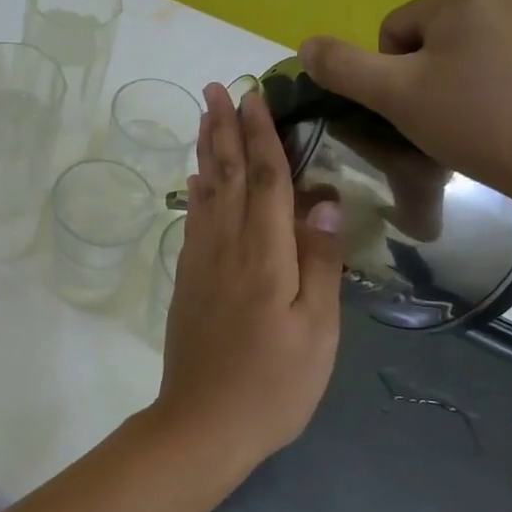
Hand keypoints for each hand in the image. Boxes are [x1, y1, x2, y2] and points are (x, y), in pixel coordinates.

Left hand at [154, 84, 343, 466]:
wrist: (202, 423)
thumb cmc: (273, 384)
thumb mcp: (317, 330)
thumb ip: (319, 261)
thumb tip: (323, 199)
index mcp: (264, 254)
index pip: (266, 179)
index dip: (261, 134)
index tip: (253, 95)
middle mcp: (226, 246)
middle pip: (228, 175)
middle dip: (223, 128)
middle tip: (215, 88)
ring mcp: (200, 261)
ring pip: (205, 192)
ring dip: (206, 150)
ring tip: (204, 118)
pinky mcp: (187, 279)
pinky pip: (193, 220)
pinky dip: (195, 192)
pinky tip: (195, 180)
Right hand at [299, 0, 511, 213]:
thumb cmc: (476, 123)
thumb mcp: (395, 96)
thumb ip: (343, 67)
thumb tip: (306, 45)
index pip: (395, 31)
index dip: (393, 76)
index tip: (416, 109)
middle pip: (435, 38)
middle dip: (430, 76)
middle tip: (444, 119)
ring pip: (474, 51)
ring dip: (464, 81)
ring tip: (479, 123)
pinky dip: (503, 86)